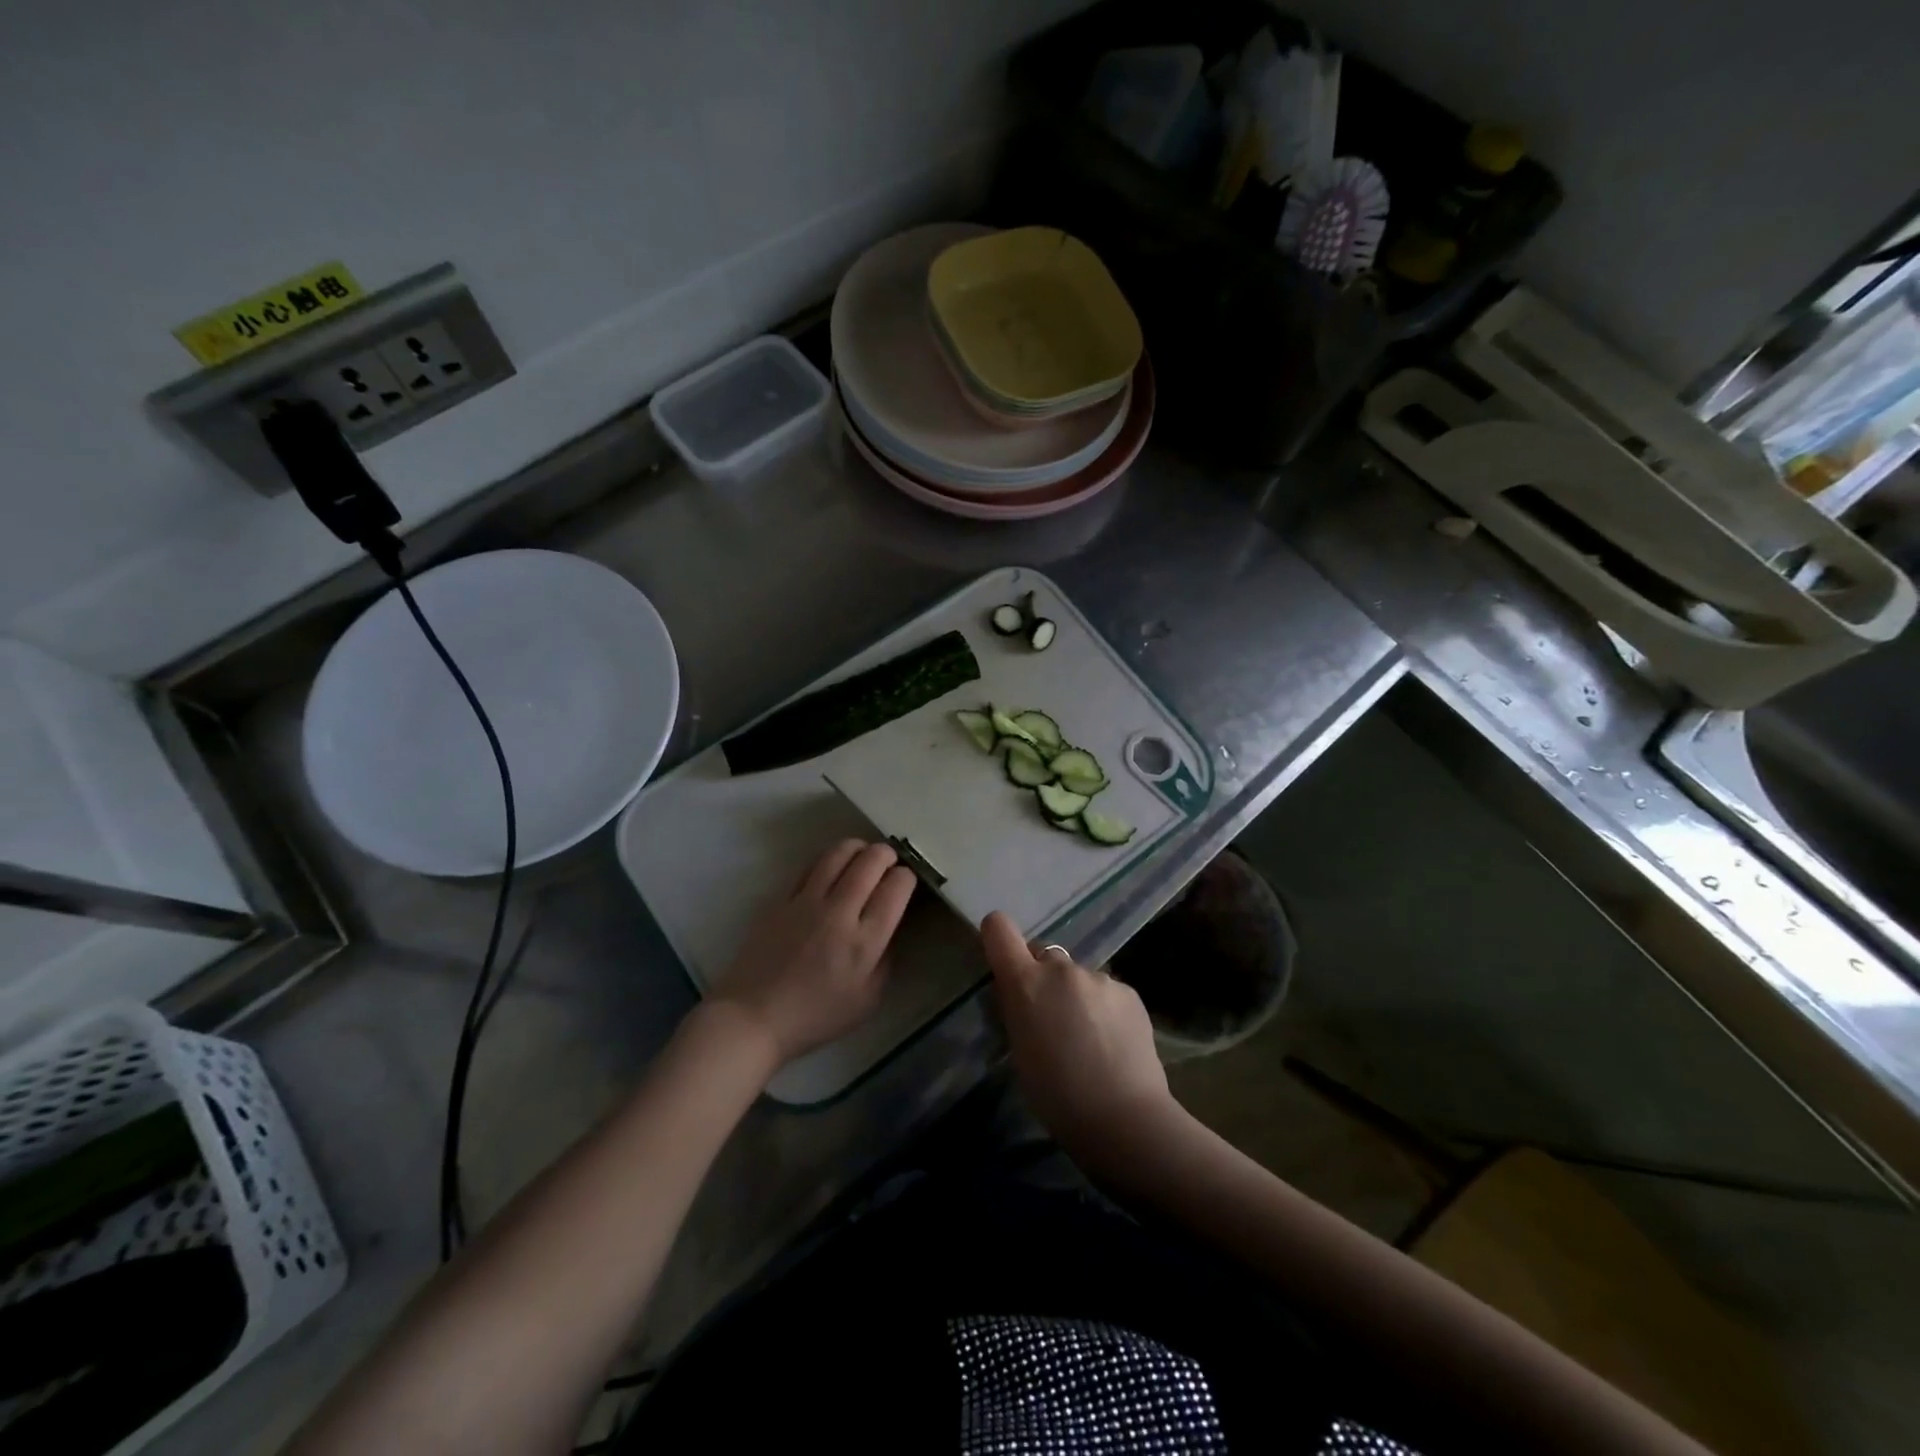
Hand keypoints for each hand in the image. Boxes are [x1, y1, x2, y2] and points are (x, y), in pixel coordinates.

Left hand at [713, 839, 915, 1063]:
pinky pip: (811, 866)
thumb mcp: (868, 999)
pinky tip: (833, 867)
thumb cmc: (816, 1016)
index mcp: (865, 941)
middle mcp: (839, 913)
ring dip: (858, 847)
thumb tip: (891, 926)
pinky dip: (829, 860)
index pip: (895, 888)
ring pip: (838, 854)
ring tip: (864, 854)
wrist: (755, 1017)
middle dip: (887, 854)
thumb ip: (886, 958)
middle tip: (890, 860)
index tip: (905, 882)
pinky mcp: (782, 899)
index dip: (906, 878)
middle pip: (870, 862)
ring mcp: (807, 902)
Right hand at [980, 912, 1177, 1167]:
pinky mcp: (1129, 991)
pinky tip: (1113, 1043)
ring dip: (1077, 996)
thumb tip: (1021, 999)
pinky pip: (1106, 992)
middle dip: (1043, 978)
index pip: (999, 930)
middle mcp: (1060, 969)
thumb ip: (1018, 1012)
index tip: (1002, 956)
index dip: (998, 936)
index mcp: (1025, 982)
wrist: (1122, 1118)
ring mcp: (1098, 977)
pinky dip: (1104, 1009)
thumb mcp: (1019, 1052)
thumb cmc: (1056, 1095)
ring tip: (1089, 1039)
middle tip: (1051, 1018)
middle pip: (1044, 956)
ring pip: (1078, 977)